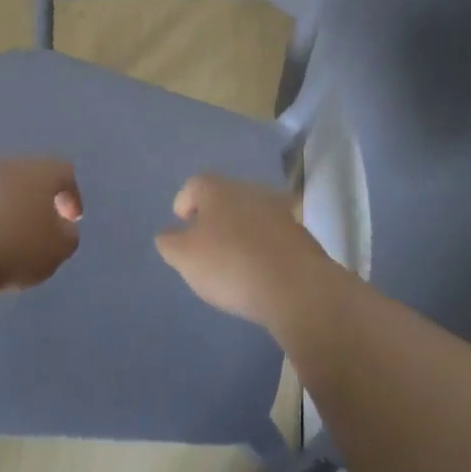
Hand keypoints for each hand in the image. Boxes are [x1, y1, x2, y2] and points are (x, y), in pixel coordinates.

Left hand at [0, 157, 82, 295]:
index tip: (71, 220)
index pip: (64, 172)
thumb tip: (62, 227)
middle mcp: (10, 165)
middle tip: (44, 225)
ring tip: (14, 236)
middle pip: (32, 176)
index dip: (72, 195)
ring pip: (5, 187)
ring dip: (13, 207)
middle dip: (41, 199)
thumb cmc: (16, 247)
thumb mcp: (58, 250)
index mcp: (40, 172)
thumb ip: (68, 235)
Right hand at [155, 174, 329, 331]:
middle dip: (214, 216)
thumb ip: (169, 242)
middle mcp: (249, 189)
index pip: (194, 185)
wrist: (296, 287)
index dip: (184, 203)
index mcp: (218, 188)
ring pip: (251, 214)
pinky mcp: (301, 233)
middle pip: (224, 197)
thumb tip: (169, 234)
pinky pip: (273, 234)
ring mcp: (279, 210)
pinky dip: (263, 246)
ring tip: (234, 259)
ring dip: (241, 230)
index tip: (182, 225)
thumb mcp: (185, 257)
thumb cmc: (230, 264)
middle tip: (206, 244)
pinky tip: (260, 269)